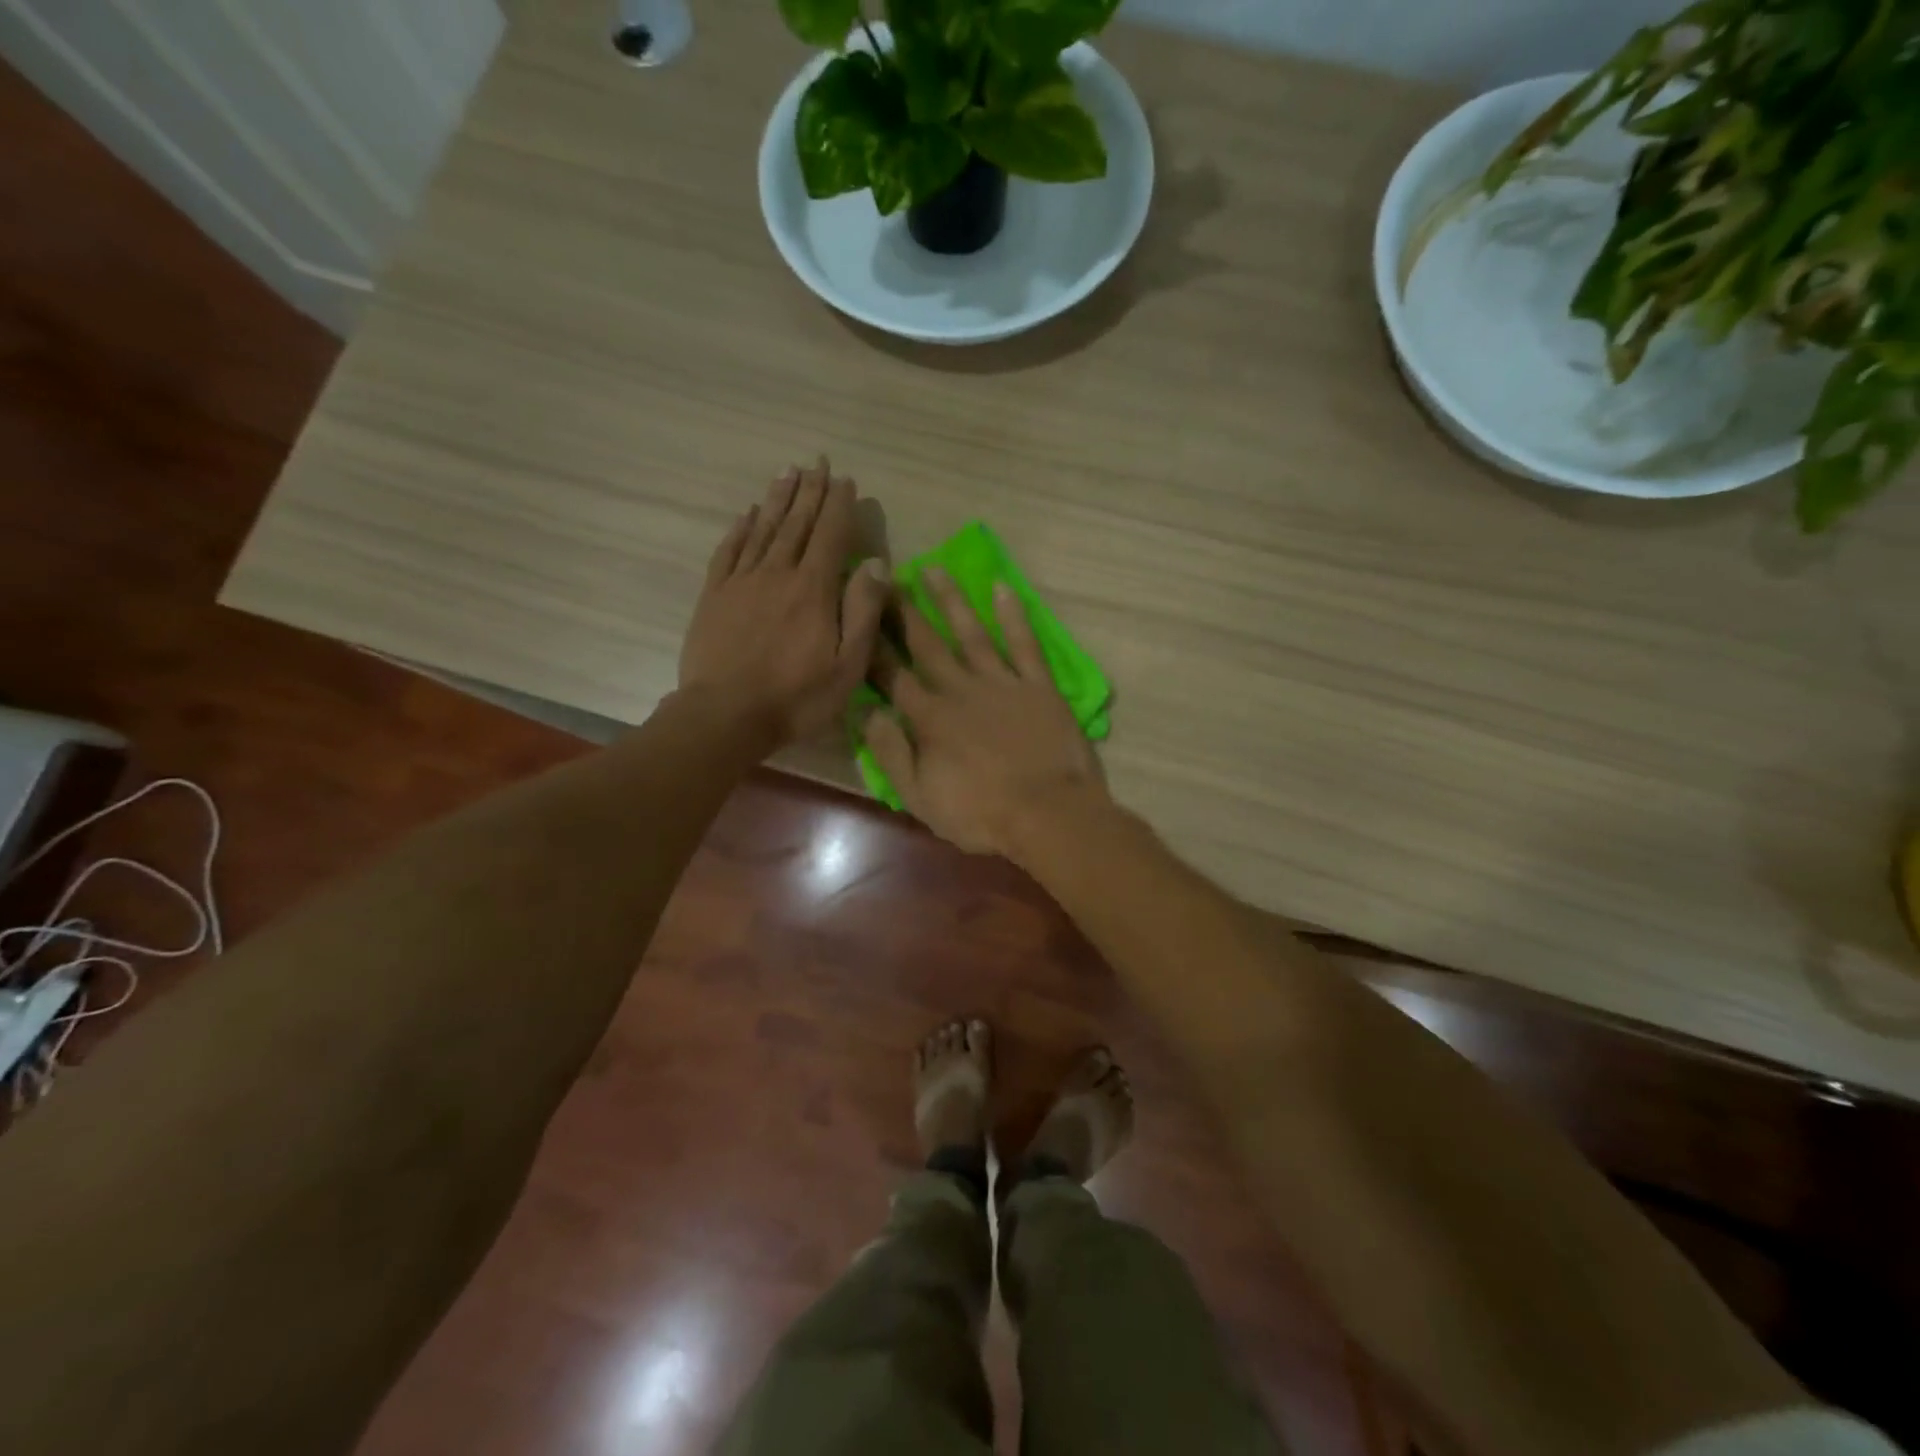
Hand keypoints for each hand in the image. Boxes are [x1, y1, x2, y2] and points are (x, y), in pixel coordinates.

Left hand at [678, 458, 888, 746]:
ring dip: (777, 499)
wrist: (725, 715)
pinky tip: (746, 515)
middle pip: (797, 523)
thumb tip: (877, 564)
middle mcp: (777, 573)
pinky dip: (740, 529)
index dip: (840, 505)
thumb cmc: (796, 697)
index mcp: (813, 589)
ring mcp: (741, 582)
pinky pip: (729, 552)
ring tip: (787, 472)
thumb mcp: (847, 665)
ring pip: (763, 530)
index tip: (846, 480)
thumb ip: (863, 612)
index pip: (831, 535)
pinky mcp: (714, 596)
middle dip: (810, 491)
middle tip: (817, 462)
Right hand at [864, 567, 1106, 857]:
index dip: (871, 645)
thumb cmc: (980, 814)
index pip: (891, 674)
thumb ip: (890, 752)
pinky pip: (1024, 643)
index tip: (857, 614)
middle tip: (885, 577)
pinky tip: (1002, 589)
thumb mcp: (919, 797)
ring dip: (950, 601)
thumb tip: (865, 711)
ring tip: (932, 569)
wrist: (1049, 814)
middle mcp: (960, 689)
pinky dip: (1013, 616)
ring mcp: (1002, 683)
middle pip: (926, 644)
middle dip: (902, 611)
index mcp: (928, 717)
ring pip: (970, 633)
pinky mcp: (1038, 685)